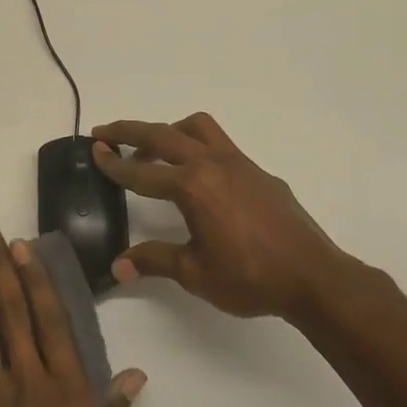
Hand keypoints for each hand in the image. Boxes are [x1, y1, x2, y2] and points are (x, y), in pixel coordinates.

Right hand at [91, 112, 382, 320]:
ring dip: (169, 131)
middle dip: (130, 131)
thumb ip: (154, 261)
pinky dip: (197, 147)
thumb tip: (118, 266)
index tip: (93, 151)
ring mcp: (240, 164)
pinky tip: (198, 178)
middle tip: (104, 133)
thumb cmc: (250, 278)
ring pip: (197, 128)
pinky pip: (220, 145)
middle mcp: (213, 165)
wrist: (313, 277)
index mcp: (192, 188)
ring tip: (153, 149)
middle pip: (163, 135)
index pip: (142, 172)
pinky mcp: (258, 172)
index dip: (114, 164)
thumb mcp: (195, 274)